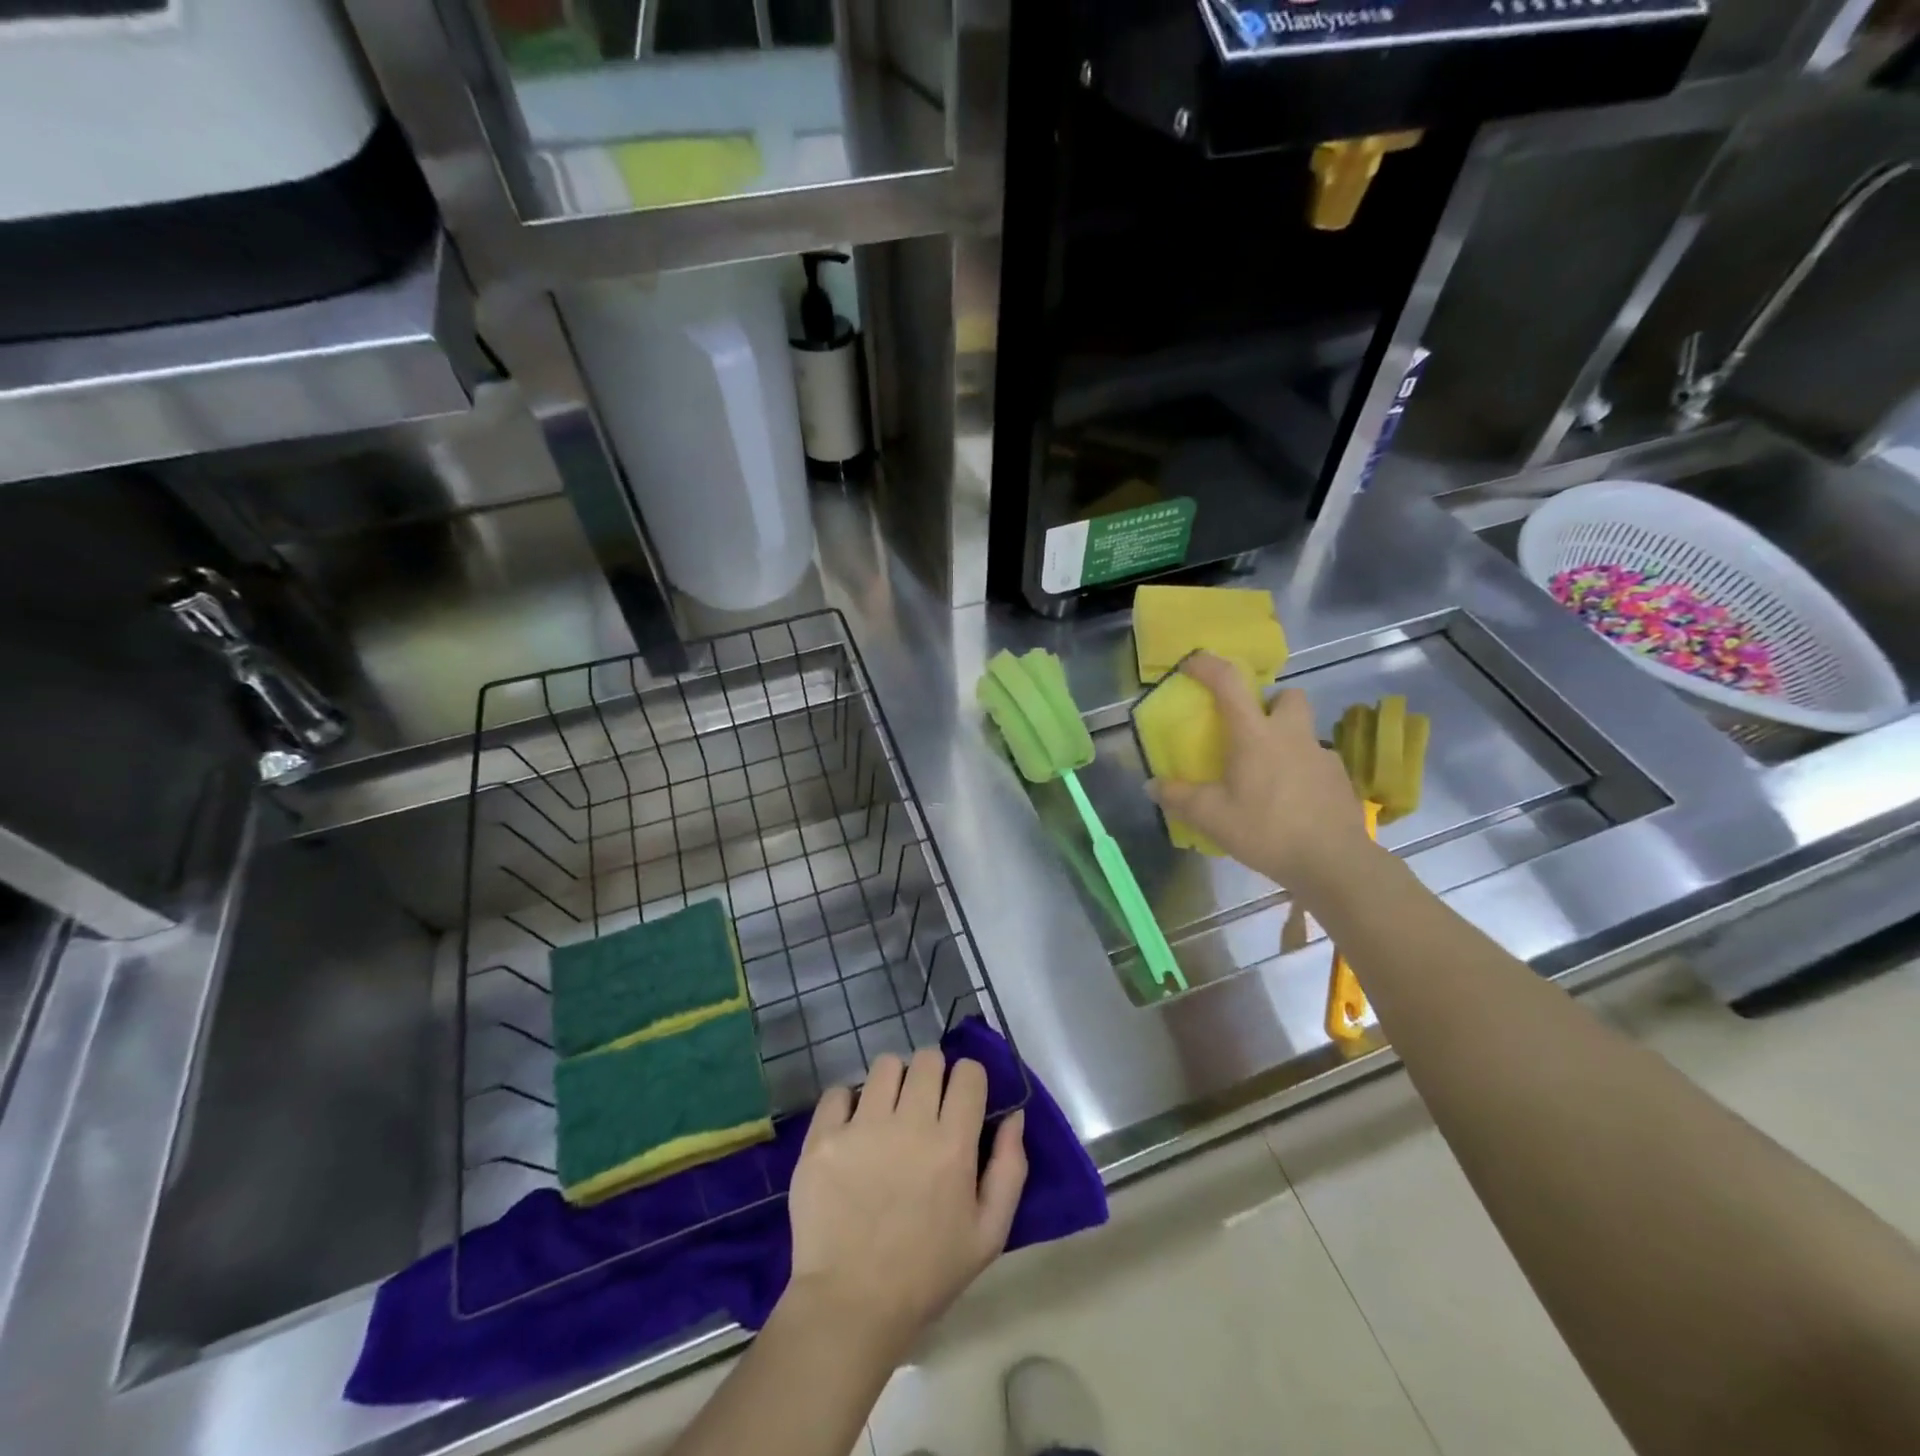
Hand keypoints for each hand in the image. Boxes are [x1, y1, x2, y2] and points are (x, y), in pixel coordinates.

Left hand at [783, 1050, 1026, 1356]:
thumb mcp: (988, 1234)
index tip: (961, 1100)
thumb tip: (1014, 1116)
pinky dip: (847, 1103)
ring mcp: (861, 1128)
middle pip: (927, 1059)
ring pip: (885, 1065)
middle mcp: (909, 1125)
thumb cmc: (926, 1273)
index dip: (968, 1080)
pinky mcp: (823, 1139)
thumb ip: (1010, 1169)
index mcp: (952, 1145)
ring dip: (892, 1083)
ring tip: (887, 1114)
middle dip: (932, 1075)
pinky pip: (838, 1092)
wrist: (850, 1307)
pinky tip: (852, 1130)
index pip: (968, 1072)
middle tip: (924, 1106)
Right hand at [1146, 652, 1372, 897]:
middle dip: (1270, 703)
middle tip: (1251, 730)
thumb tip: (1152, 785)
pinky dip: (1302, 772)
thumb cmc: (1266, 830)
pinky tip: (1292, 801)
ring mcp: (1321, 756)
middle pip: (1288, 696)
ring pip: (1304, 731)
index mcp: (1255, 735)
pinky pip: (1317, 763)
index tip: (1192, 663)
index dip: (1208, 666)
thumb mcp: (1211, 817)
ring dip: (1286, 741)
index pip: (1229, 683)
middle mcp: (1291, 735)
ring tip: (1268, 775)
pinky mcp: (1340, 780)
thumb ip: (1179, 798)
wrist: (1333, 862)